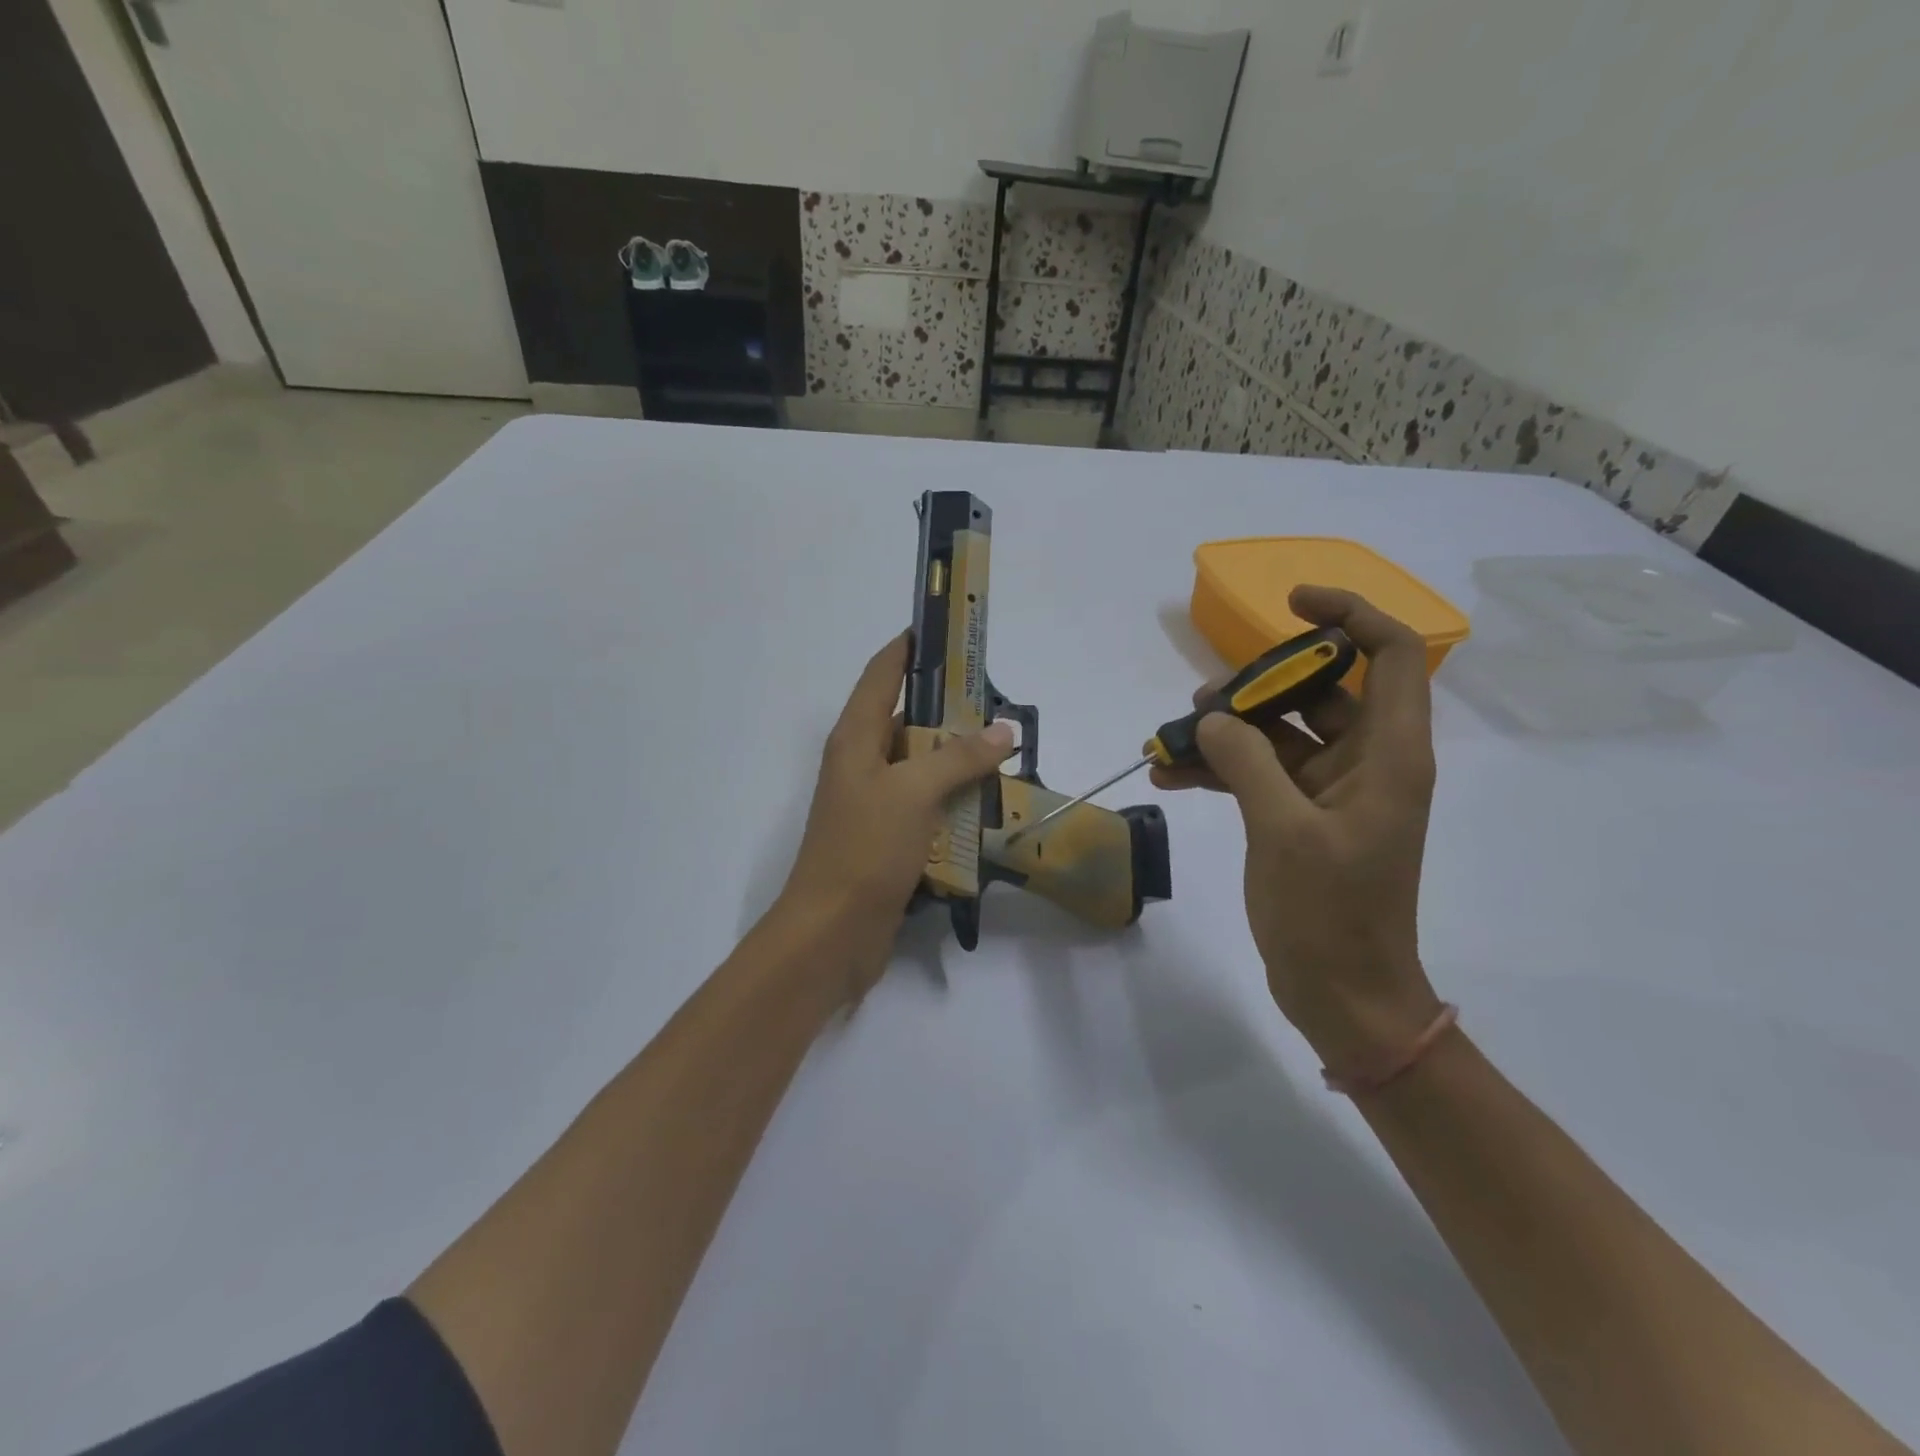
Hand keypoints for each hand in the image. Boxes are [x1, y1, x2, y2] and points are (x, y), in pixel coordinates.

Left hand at [776, 632, 1014, 1003]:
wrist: (832, 933)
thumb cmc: (864, 849)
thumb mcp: (913, 793)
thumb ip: (958, 758)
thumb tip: (1002, 730)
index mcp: (855, 738)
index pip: (881, 673)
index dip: (910, 647)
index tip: (946, 628)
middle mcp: (861, 762)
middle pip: (905, 718)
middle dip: (948, 707)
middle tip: (997, 700)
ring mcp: (874, 802)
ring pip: (920, 764)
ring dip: (956, 758)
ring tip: (1003, 749)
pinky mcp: (888, 837)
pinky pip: (926, 804)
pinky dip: (953, 799)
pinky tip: (988, 802)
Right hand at [1152, 587, 1443, 1067]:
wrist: (1342, 994)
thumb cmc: (1331, 914)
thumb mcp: (1283, 830)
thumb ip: (1246, 761)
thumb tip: (1211, 720)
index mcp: (1389, 756)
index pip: (1390, 657)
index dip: (1348, 616)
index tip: (1291, 603)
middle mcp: (1366, 763)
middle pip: (1320, 691)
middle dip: (1259, 686)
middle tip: (1203, 703)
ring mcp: (1331, 791)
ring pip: (1280, 733)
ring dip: (1228, 730)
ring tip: (1171, 739)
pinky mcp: (1300, 817)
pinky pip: (1259, 772)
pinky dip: (1220, 768)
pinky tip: (1171, 773)